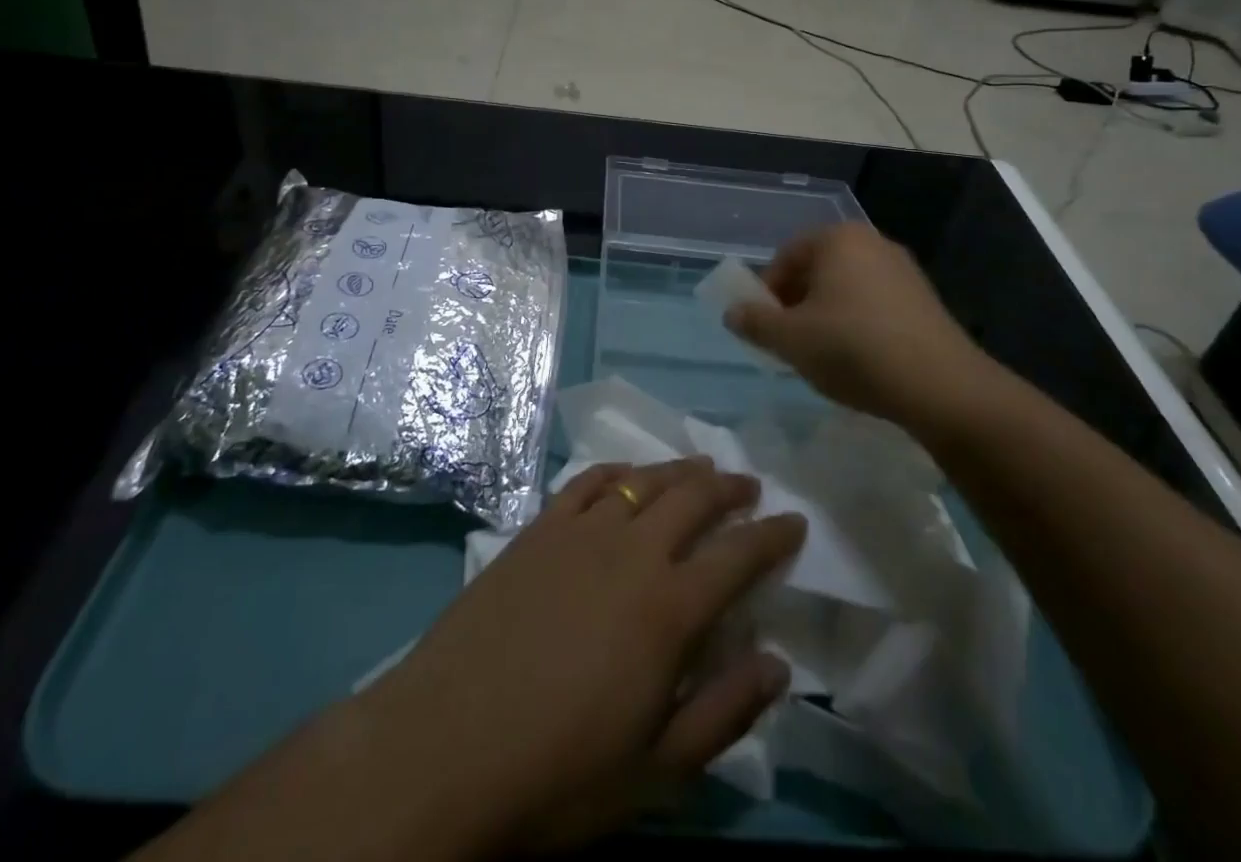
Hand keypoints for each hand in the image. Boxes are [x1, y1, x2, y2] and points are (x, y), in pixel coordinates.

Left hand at [366, 457, 806, 852]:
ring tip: (700, 468)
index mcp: (669, 608)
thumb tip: (779, 663)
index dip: (773, 535)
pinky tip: (625, 475)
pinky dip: (616, 471)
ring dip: (679, 470)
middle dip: (729, 487)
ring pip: (643, 480)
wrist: (444, 746)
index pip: (739, 554)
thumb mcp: (657, 771)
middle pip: (693, 498)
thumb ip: (725, 711)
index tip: (795, 521)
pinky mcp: (537, 529)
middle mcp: (631, 551)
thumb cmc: (559, 772)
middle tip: (749, 486)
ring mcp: (580, 532)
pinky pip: (586, 483)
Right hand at [724, 223, 992, 425]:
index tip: (766, 327)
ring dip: (826, 316)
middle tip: (790, 341)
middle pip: (817, 270)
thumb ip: (755, 322)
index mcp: (838, 239)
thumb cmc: (853, 349)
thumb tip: (733, 313)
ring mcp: (903, 270)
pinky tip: (859, 360)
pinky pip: (875, 304)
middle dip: (797, 303)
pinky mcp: (925, 300)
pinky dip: (857, 325)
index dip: (767, 291)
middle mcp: (872, 242)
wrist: (941, 387)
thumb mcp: (790, 339)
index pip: (786, 256)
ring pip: (846, 288)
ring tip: (823, 356)